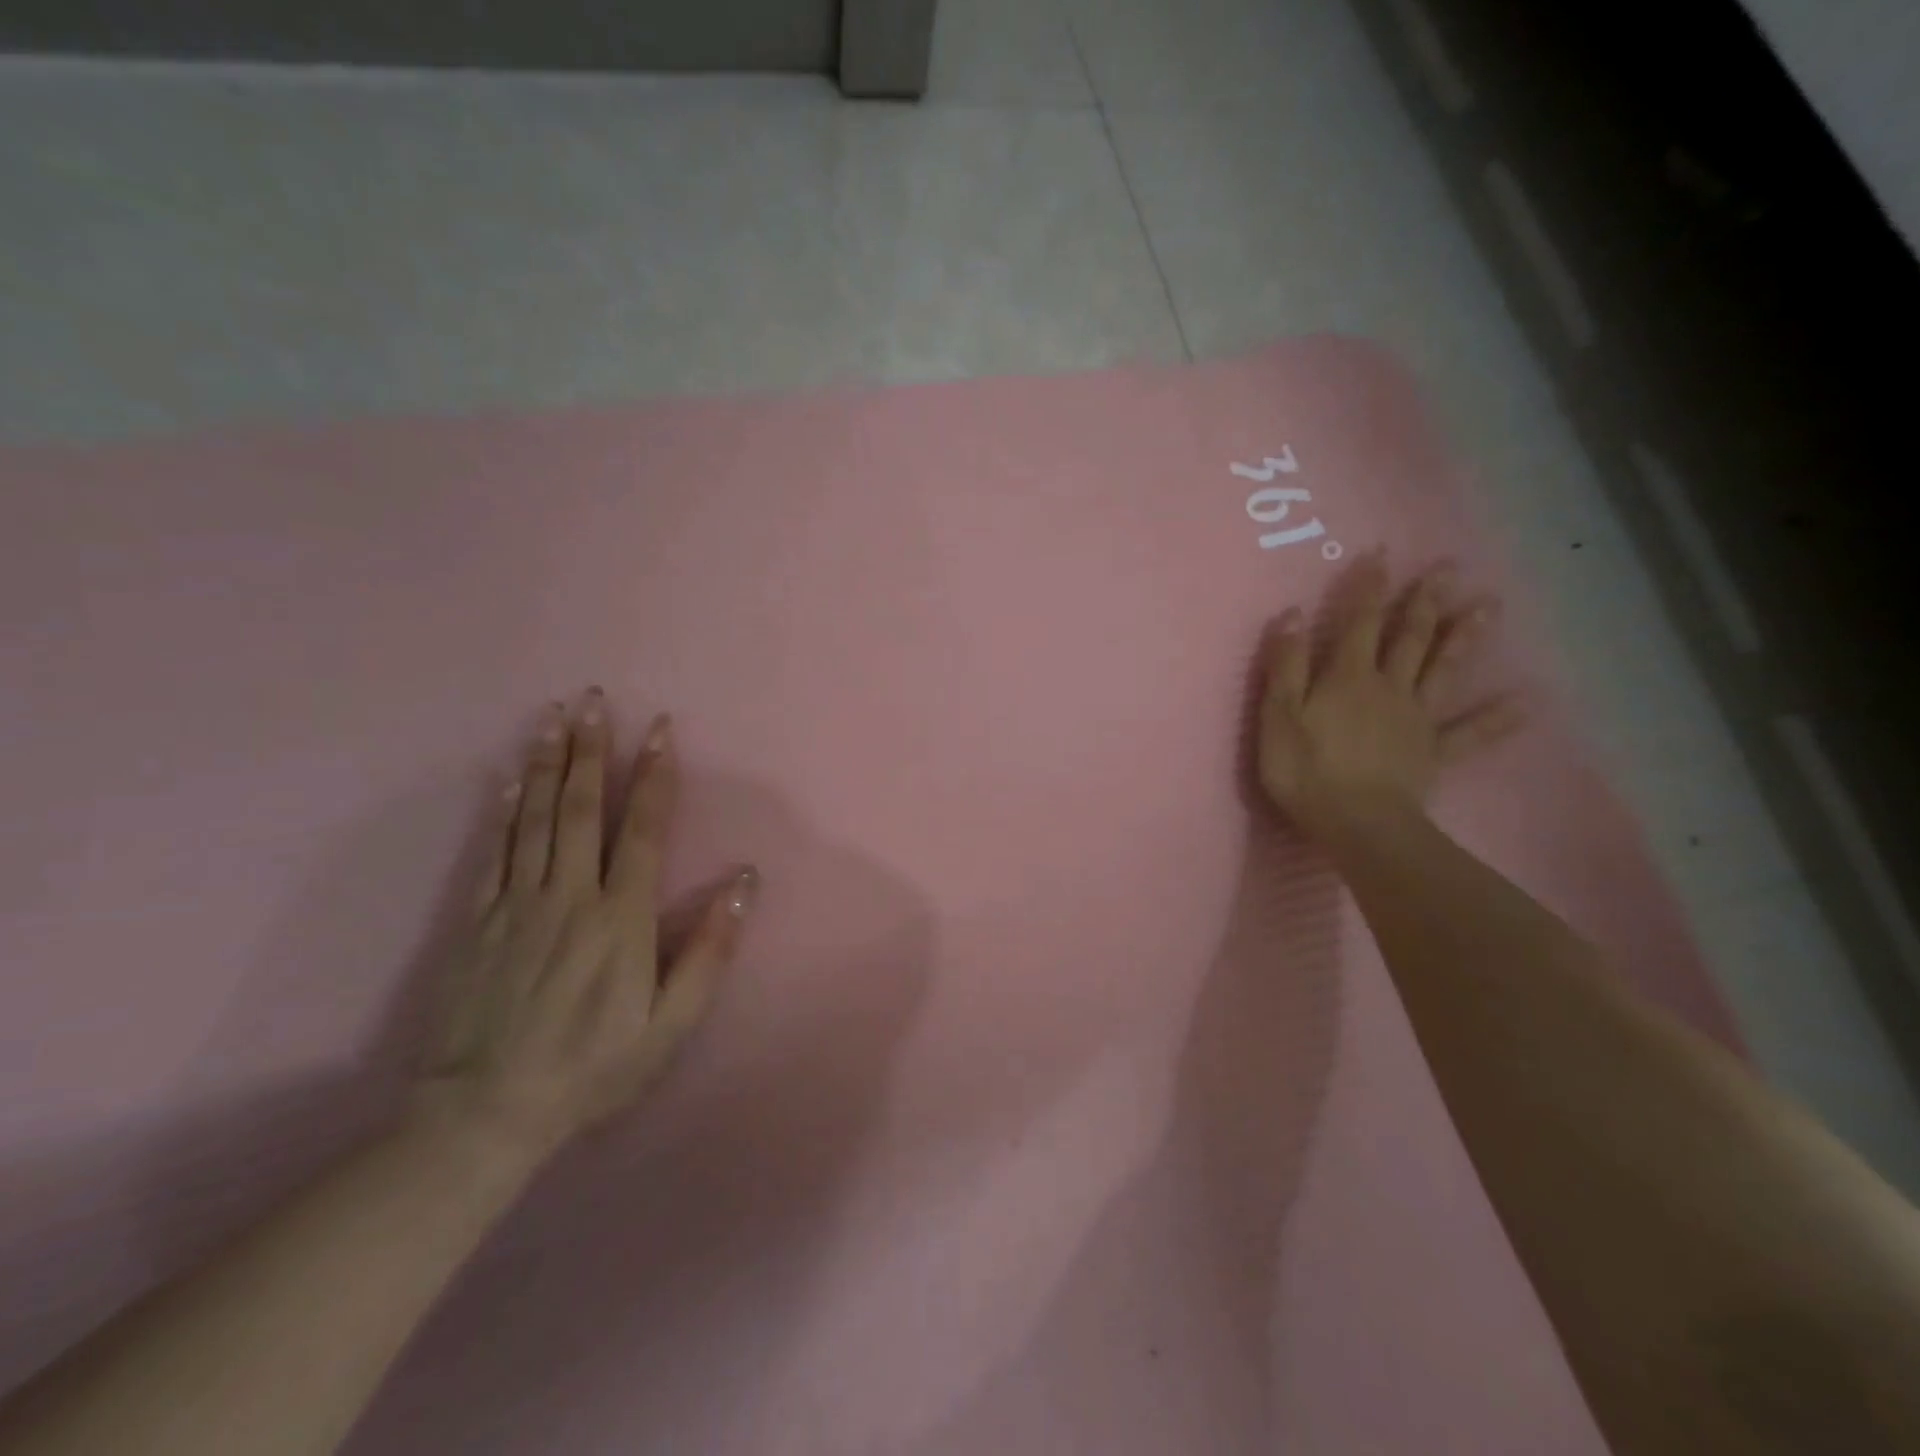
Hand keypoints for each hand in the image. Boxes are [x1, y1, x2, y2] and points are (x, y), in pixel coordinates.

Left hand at [415, 691, 756, 1163]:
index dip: (654, 775)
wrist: (484, 1113)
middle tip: (594, 699)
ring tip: (554, 717)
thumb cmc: (594, 1066)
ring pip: (535, 817)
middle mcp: (569, 895)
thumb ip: (710, 948)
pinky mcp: (478, 920)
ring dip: (548, 762)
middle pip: (581, 808)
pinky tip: (508, 776)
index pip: (642, 828)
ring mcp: (517, 903)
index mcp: (620, 916)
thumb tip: (745, 880)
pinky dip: (504, 807)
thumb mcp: (671, 1022)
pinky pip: (494, 850)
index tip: (660, 729)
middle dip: (593, 749)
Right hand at [1257, 554, 1523, 846]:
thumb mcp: (1278, 716)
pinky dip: (1497, 719)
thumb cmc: (1306, 770)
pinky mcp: (1432, 752)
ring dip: (1464, 638)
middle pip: (1409, 637)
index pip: (1357, 622)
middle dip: (1424, 601)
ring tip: (1489, 606)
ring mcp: (1415, 719)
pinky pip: (1469, 733)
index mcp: (1347, 677)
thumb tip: (1293, 615)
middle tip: (1447, 567)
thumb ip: (1286, 666)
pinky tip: (1526, 703)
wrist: (1356, 823)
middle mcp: (1388, 687)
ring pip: (1443, 670)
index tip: (1380, 553)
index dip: (1368, 587)